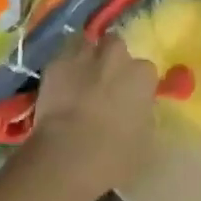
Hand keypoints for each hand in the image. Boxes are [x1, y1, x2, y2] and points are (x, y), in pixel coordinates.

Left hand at [27, 34, 158, 197]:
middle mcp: (115, 56)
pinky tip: (59, 86)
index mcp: (142, 74)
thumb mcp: (146, 141)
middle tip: (105, 84)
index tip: (131, 99)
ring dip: (86, 57)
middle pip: (116, 45)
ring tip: (81, 78)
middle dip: (112, 59)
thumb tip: (139, 111)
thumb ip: (145, 116)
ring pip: (86, 45)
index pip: (145, 70)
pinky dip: (63, 69)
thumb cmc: (115, 155)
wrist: (67, 156)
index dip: (136, 84)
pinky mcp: (54, 64)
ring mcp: (82, 56)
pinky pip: (62, 58)